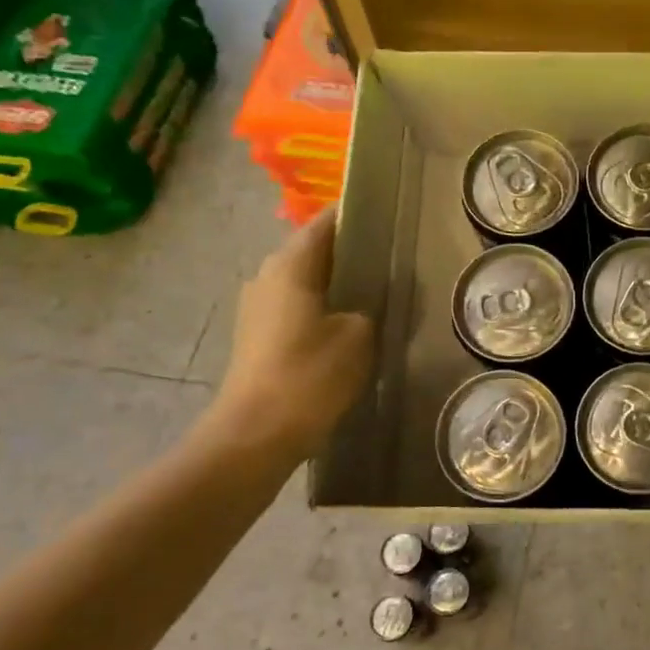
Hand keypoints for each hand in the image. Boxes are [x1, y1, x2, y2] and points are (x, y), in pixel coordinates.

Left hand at [205, 209, 374, 463]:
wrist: (257, 434)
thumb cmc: (311, 375)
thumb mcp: (360, 335)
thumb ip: (370, 306)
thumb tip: (367, 301)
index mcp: (290, 265)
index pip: (326, 222)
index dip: (356, 214)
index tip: (389, 215)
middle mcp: (267, 277)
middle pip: (314, 251)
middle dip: (351, 252)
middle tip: (392, 258)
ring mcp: (258, 308)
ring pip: (306, 281)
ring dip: (338, 283)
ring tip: (378, 291)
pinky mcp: (258, 337)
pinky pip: (299, 308)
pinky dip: (324, 307)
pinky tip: (352, 325)